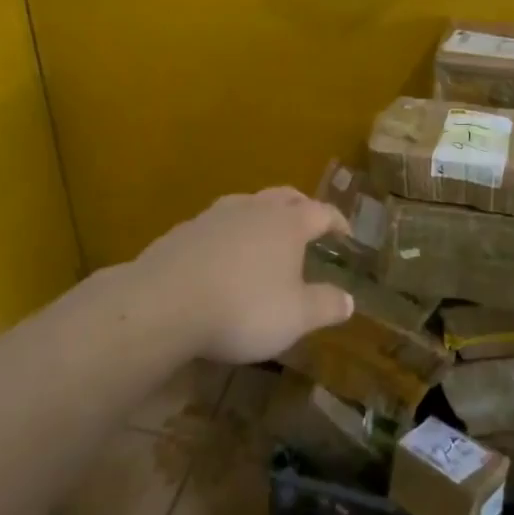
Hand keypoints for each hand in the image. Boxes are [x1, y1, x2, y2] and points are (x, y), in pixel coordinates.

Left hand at [131, 188, 355, 363]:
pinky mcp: (184, 230)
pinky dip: (230, 233)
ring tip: (265, 234)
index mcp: (288, 223)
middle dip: (302, 207)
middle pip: (285, 197)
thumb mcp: (295, 317)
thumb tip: (349, 300)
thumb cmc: (243, 307)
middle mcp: (255, 209)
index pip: (322, 213)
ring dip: (262, 215)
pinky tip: (223, 255)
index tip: (346, 233)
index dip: (337, 221)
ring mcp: (216, 215)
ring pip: (248, 204)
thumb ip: (325, 306)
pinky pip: (217, 224)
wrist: (164, 303)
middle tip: (310, 221)